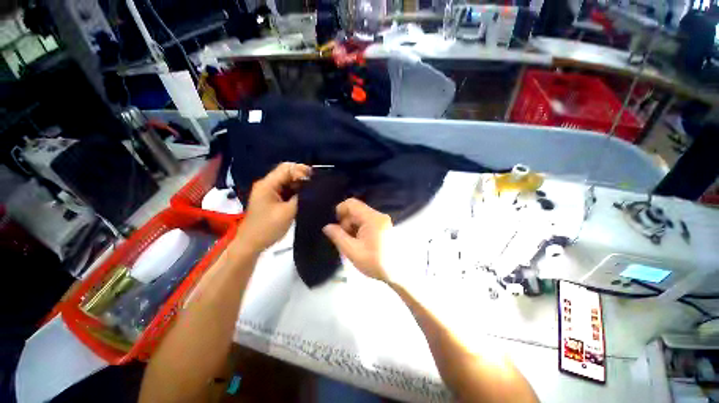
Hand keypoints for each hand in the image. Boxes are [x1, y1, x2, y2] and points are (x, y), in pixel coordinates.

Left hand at [233, 162, 310, 254]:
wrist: (251, 244)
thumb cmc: (267, 228)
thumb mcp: (287, 212)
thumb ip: (301, 197)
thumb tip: (313, 189)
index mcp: (268, 185)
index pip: (287, 168)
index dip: (302, 171)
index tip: (315, 181)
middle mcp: (268, 184)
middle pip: (287, 173)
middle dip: (302, 178)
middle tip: (316, 187)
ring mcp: (269, 192)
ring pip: (288, 182)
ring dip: (300, 186)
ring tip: (313, 193)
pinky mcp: (272, 199)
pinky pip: (287, 190)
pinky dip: (296, 192)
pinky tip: (305, 198)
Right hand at [322, 198, 392, 282]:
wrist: (401, 272)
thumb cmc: (376, 262)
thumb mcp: (353, 251)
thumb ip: (338, 237)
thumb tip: (327, 227)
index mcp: (372, 218)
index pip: (351, 203)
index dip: (340, 211)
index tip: (337, 226)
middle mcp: (378, 215)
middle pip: (356, 211)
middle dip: (346, 223)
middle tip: (345, 240)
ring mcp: (383, 221)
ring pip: (361, 217)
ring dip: (353, 228)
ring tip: (354, 244)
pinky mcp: (385, 226)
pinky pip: (368, 222)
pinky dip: (360, 230)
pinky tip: (361, 244)